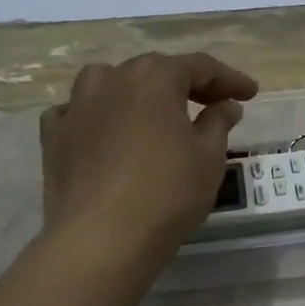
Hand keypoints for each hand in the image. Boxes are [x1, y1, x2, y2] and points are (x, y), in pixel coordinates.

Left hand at [40, 51, 258, 256]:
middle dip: (186, 84)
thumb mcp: (209, 157)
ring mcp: (77, 106)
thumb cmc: (167, 192)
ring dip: (135, 90)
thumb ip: (218, 122)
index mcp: (155, 78)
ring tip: (152, 110)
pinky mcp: (54, 136)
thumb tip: (225, 105)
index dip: (229, 79)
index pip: (200, 67)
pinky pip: (75, 112)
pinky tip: (104, 131)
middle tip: (213, 104)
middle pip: (155, 71)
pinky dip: (94, 115)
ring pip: (108, 81)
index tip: (250, 93)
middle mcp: (113, 79)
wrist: (102, 239)